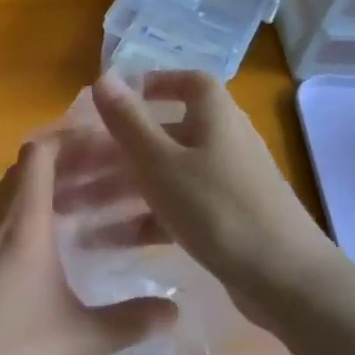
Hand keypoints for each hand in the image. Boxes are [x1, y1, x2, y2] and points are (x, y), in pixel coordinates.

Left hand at [0, 136, 177, 354]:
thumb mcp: (81, 342)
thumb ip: (132, 322)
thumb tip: (173, 310)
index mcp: (20, 225)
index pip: (40, 154)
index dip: (71, 140)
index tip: (106, 144)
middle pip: (27, 176)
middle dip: (71, 171)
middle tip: (112, 182)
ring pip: (8, 205)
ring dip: (46, 202)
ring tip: (86, 218)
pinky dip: (20, 229)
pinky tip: (40, 262)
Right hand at [57, 72, 341, 320]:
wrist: (284, 278)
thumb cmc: (217, 208)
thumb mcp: (161, 162)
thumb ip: (128, 121)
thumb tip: (104, 75)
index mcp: (214, 118)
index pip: (188, 83)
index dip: (153, 84)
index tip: (115, 101)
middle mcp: (222, 144)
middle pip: (162, 137)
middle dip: (114, 153)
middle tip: (70, 170)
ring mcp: (225, 185)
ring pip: (162, 177)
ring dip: (118, 191)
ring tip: (73, 210)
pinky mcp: (223, 221)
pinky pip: (174, 211)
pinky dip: (142, 220)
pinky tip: (105, 241)